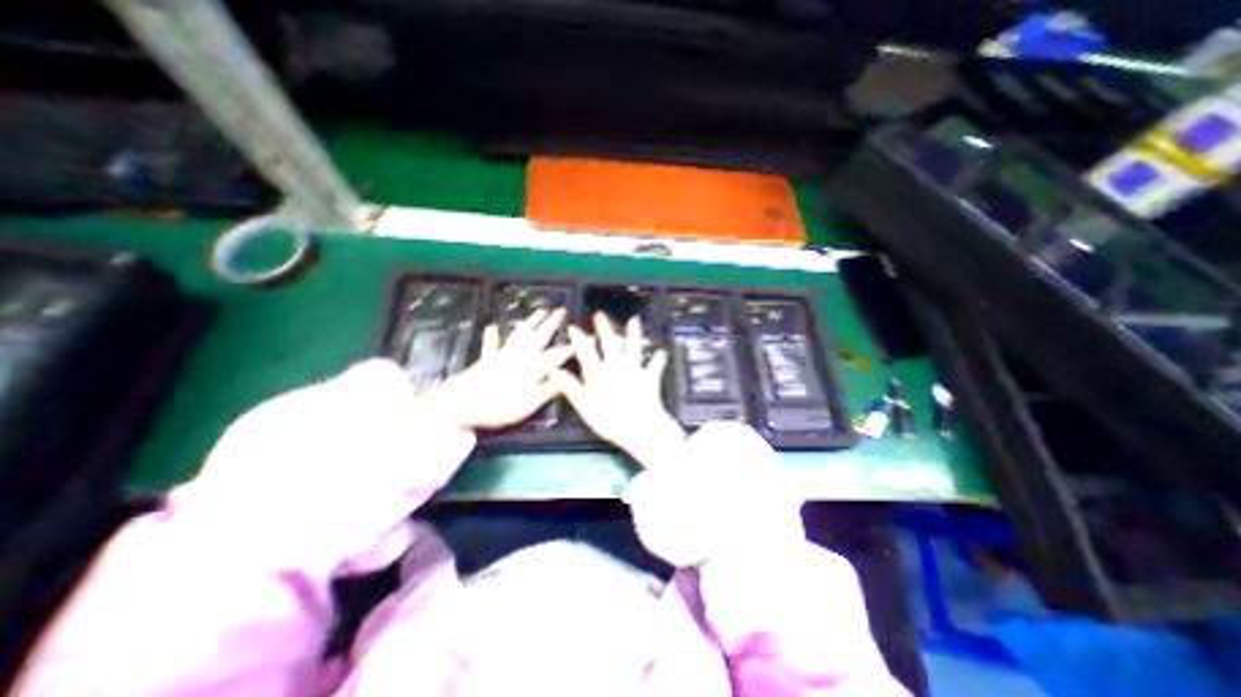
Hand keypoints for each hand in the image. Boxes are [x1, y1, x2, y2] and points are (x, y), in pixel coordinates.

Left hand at [426, 308, 571, 429]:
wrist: (460, 403)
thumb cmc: (498, 405)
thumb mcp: (529, 403)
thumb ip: (548, 388)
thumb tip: (567, 376)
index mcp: (532, 367)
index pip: (556, 354)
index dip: (571, 347)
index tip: (585, 339)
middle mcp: (520, 356)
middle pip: (539, 337)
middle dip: (552, 324)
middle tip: (562, 310)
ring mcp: (503, 355)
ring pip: (520, 334)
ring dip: (531, 321)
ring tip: (541, 310)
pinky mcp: (487, 359)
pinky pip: (492, 345)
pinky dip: (492, 336)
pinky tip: (492, 327)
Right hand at [555, 310, 687, 466]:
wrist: (640, 426)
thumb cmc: (610, 419)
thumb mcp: (585, 406)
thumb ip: (571, 387)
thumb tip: (556, 372)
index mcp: (599, 373)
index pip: (586, 352)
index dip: (579, 338)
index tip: (573, 327)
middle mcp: (616, 366)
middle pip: (609, 343)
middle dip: (604, 328)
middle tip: (600, 315)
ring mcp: (635, 370)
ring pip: (633, 347)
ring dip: (633, 333)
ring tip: (634, 320)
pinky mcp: (650, 377)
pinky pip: (655, 366)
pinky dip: (658, 359)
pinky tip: (662, 352)